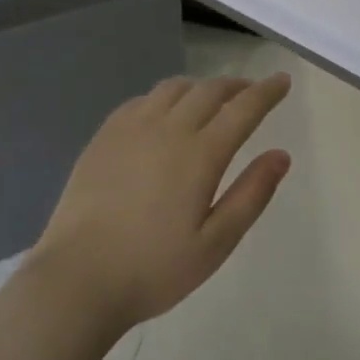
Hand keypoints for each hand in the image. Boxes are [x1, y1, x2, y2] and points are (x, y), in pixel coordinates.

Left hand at [31, 73, 292, 333]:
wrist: (77, 279)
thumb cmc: (153, 268)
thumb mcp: (215, 244)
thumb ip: (251, 195)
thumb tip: (281, 155)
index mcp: (200, 154)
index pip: (243, 109)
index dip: (267, 92)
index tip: (282, 81)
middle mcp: (168, 129)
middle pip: (209, 90)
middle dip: (237, 86)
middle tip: (252, 91)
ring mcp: (132, 128)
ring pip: (174, 88)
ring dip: (200, 87)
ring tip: (211, 99)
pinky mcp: (104, 136)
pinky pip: (142, 100)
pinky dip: (165, 97)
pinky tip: (164, 113)